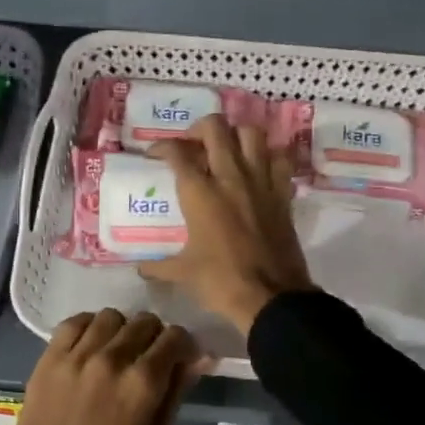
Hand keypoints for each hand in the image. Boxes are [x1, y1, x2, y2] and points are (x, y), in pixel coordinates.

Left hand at [0, 309, 199, 424]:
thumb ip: (177, 394)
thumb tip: (200, 357)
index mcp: (142, 383)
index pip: (175, 337)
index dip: (184, 347)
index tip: (181, 362)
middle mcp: (111, 359)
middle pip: (144, 322)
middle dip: (155, 338)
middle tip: (150, 362)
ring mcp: (75, 356)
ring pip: (110, 316)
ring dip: (122, 331)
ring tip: (118, 354)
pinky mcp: (48, 360)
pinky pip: (73, 323)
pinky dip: (88, 328)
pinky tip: (90, 348)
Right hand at [140, 114, 313, 333]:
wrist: (271, 297)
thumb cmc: (221, 282)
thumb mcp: (183, 273)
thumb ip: (159, 266)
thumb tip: (141, 268)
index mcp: (200, 193)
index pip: (177, 152)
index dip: (162, 147)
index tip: (156, 155)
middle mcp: (230, 176)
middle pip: (214, 128)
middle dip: (198, 129)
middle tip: (192, 145)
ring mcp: (260, 181)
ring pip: (250, 134)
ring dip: (235, 135)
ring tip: (225, 150)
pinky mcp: (282, 193)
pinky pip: (279, 159)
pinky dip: (268, 156)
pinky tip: (258, 168)